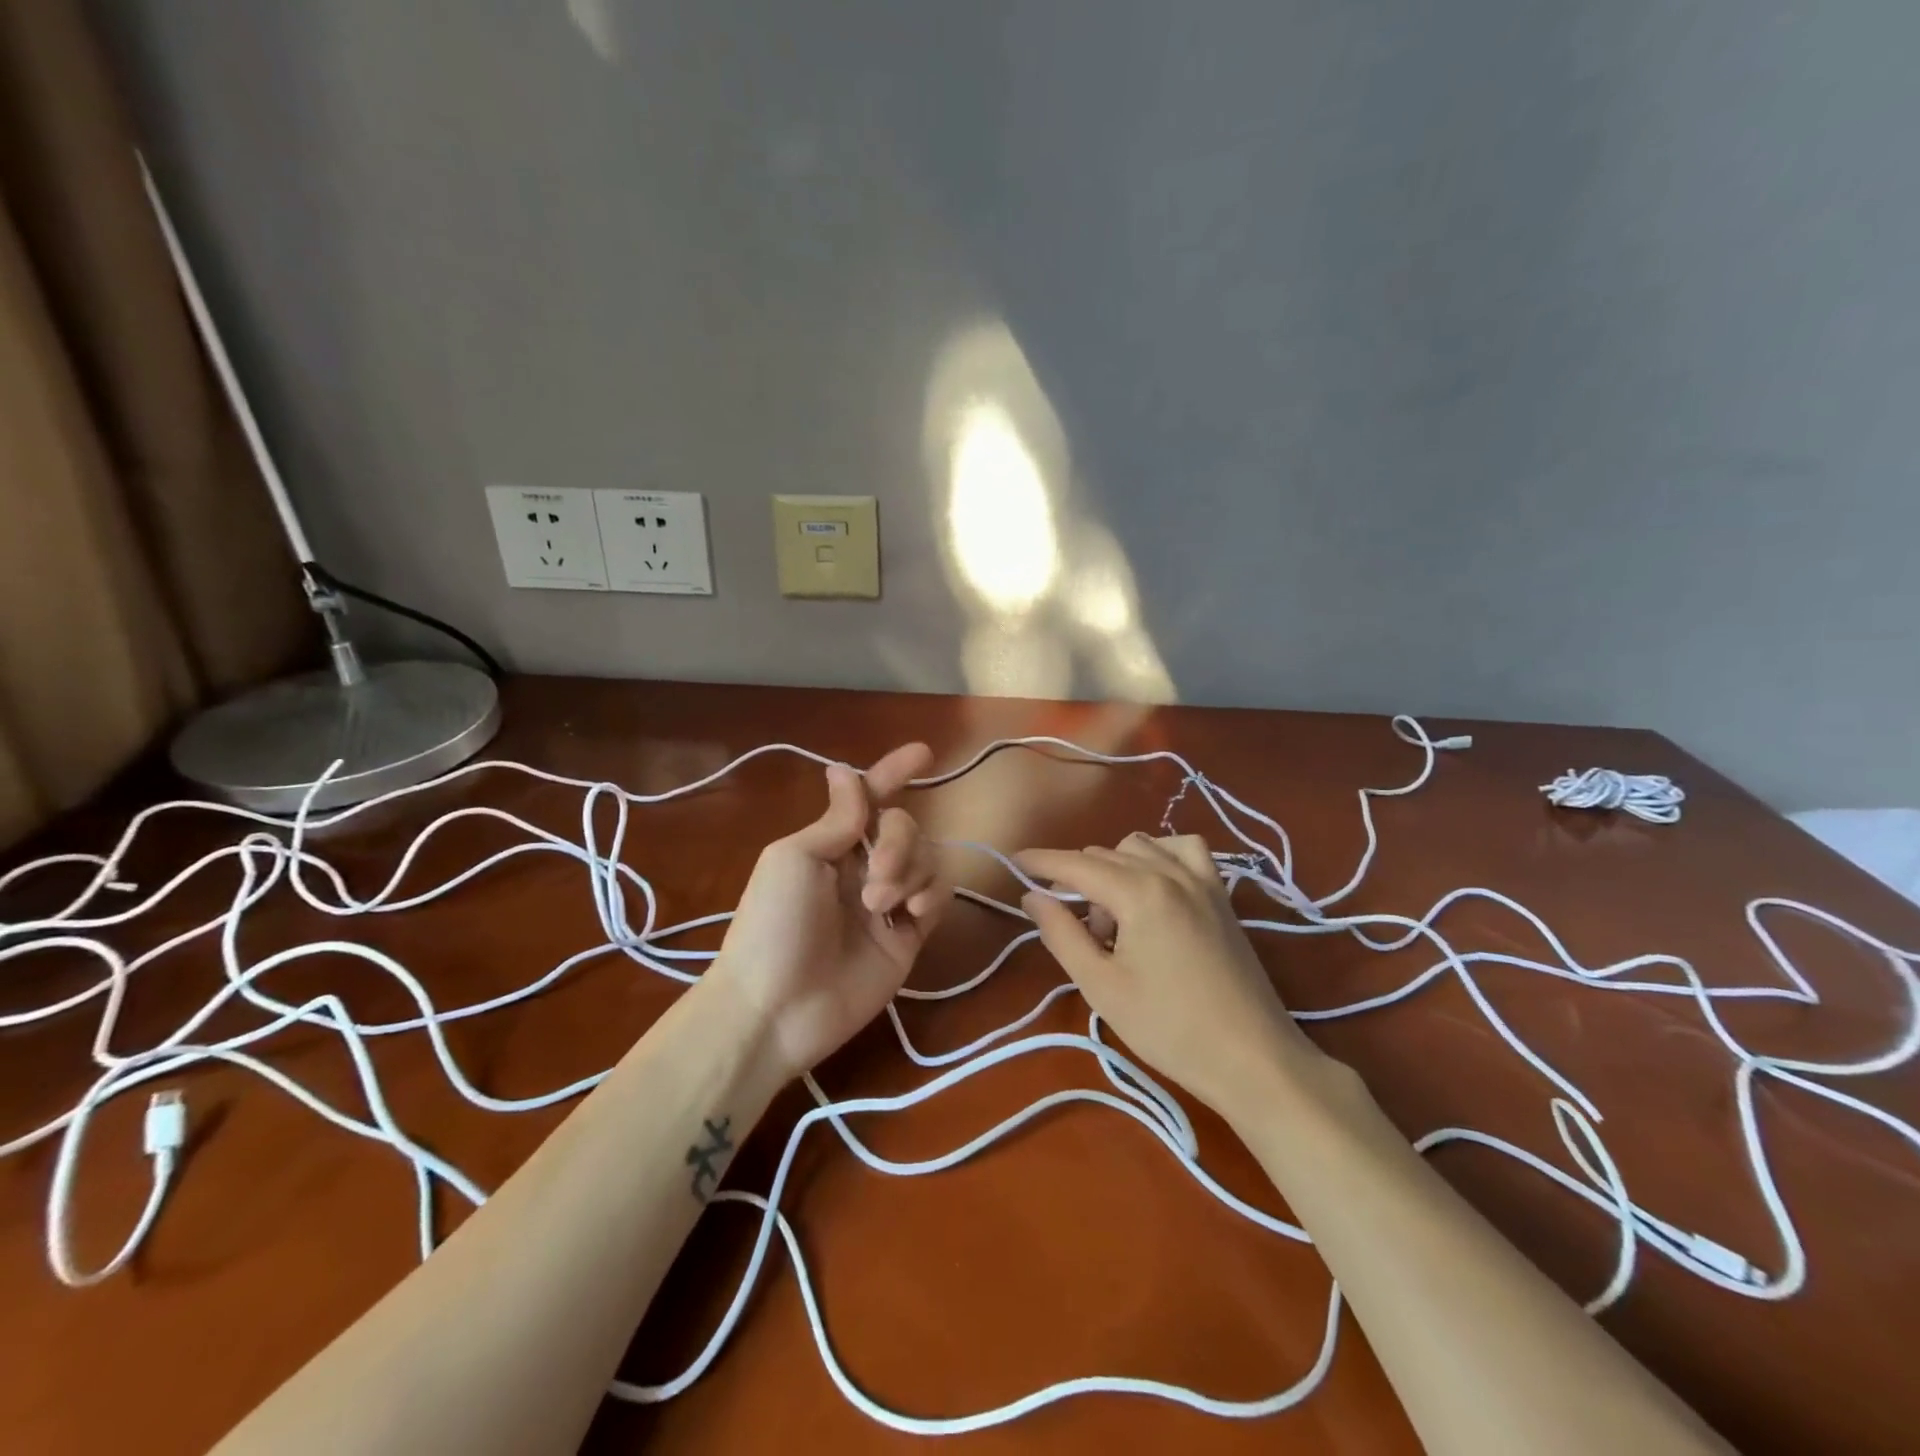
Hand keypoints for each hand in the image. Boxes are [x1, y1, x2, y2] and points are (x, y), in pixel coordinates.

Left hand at [708, 743, 948, 1081]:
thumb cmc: (773, 924)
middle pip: (905, 826)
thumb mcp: (795, 859)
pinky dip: (931, 894)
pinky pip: (937, 896)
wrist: (777, 1009)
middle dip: (898, 840)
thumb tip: (844, 770)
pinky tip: (911, 914)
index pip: (869, 799)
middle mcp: (861, 867)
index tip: (924, 753)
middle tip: (874, 879)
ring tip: (880, 905)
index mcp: (830, 845)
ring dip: (910, 871)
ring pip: (927, 858)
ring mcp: (888, 902)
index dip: (893, 773)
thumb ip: (836, 820)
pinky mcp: (908, 936)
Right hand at [1015, 832, 1323, 1117]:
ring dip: (1114, 869)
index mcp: (1138, 892)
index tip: (1013, 862)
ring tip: (1114, 918)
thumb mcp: (1101, 986)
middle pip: (1105, 856)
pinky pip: (1184, 851)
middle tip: (1071, 926)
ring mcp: (1202, 880)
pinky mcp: (1222, 895)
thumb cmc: (1169, 1027)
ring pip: (1141, 847)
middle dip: (1077, 879)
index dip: (1041, 861)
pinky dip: (1160, 857)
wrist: (1252, 1058)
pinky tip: (1154, 887)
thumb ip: (1062, 933)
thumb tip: (1032, 896)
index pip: (1076, 865)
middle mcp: (1170, 872)